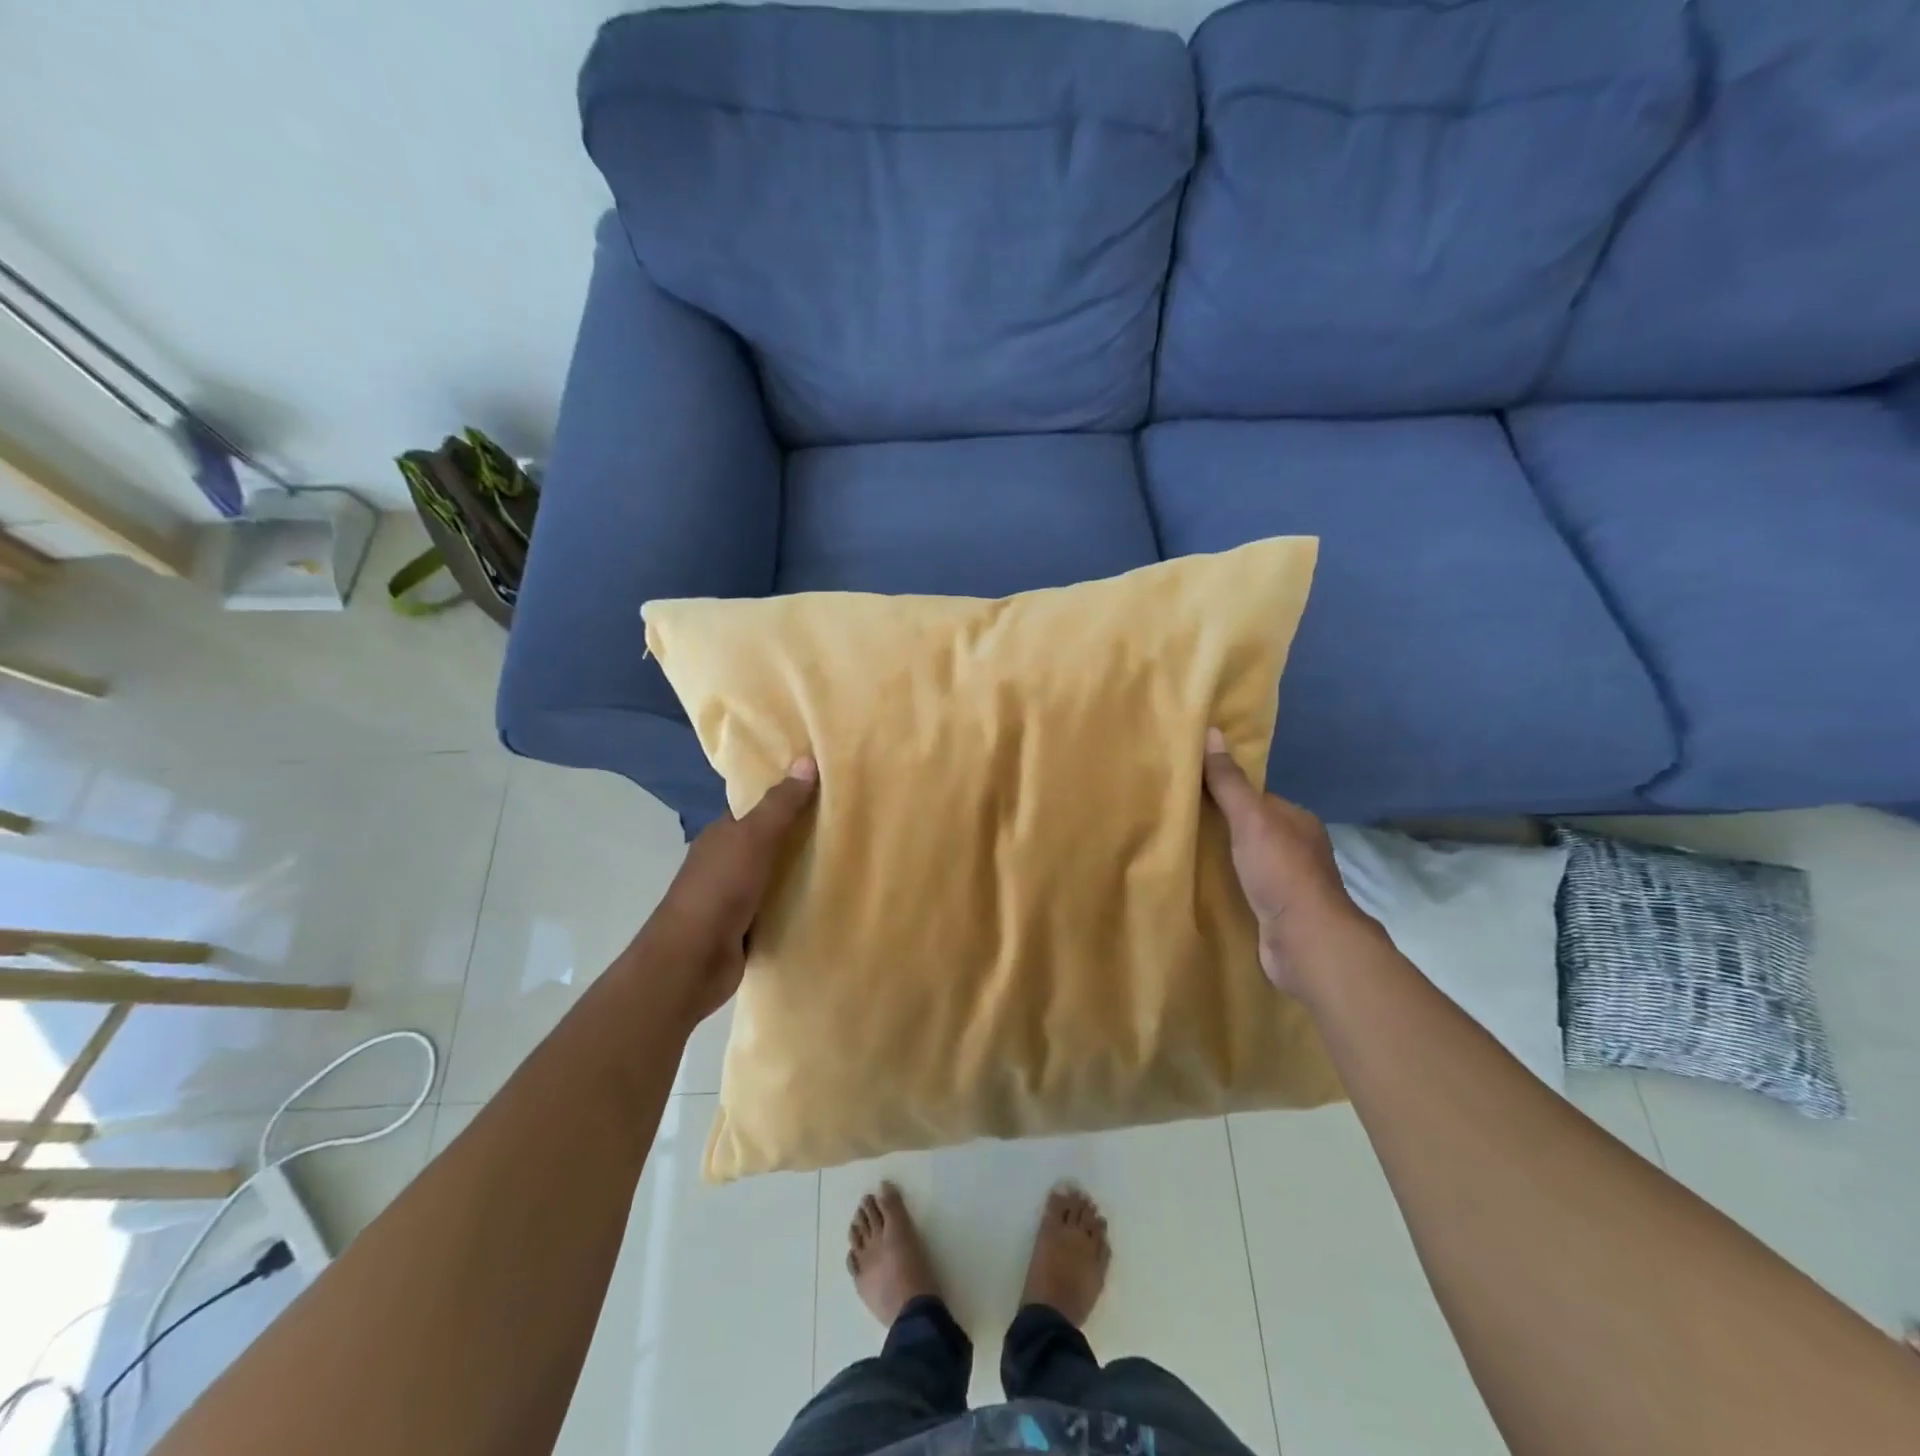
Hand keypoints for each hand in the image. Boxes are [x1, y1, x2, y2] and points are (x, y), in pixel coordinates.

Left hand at [639, 757, 818, 1027]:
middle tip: (846, 825)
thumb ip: (780, 805)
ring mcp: (733, 897)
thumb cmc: (720, 889)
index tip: (824, 790)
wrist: (692, 960)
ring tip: (845, 860)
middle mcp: (725, 862)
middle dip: (799, 836)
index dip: (786, 797)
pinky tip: (824, 900)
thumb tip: (805, 760)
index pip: (757, 809)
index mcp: (722, 835)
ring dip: (799, 872)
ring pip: (774, 876)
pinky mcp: (744, 928)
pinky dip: (795, 903)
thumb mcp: (753, 838)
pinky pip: (777, 907)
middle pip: (768, 842)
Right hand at [1201, 728, 1376, 995]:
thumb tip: (1212, 731)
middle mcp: (1299, 848)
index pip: (1256, 798)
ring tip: (1185, 854)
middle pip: (1252, 828)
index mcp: (1298, 820)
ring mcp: (1290, 882)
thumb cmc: (1281, 871)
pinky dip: (1229, 885)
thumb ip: (1229, 781)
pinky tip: (1205, 886)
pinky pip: (1247, 888)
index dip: (1226, 793)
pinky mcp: (1278, 912)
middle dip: (1223, 826)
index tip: (1191, 793)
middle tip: (1181, 824)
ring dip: (1224, 858)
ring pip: (1249, 860)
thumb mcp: (1250, 818)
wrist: (1305, 940)